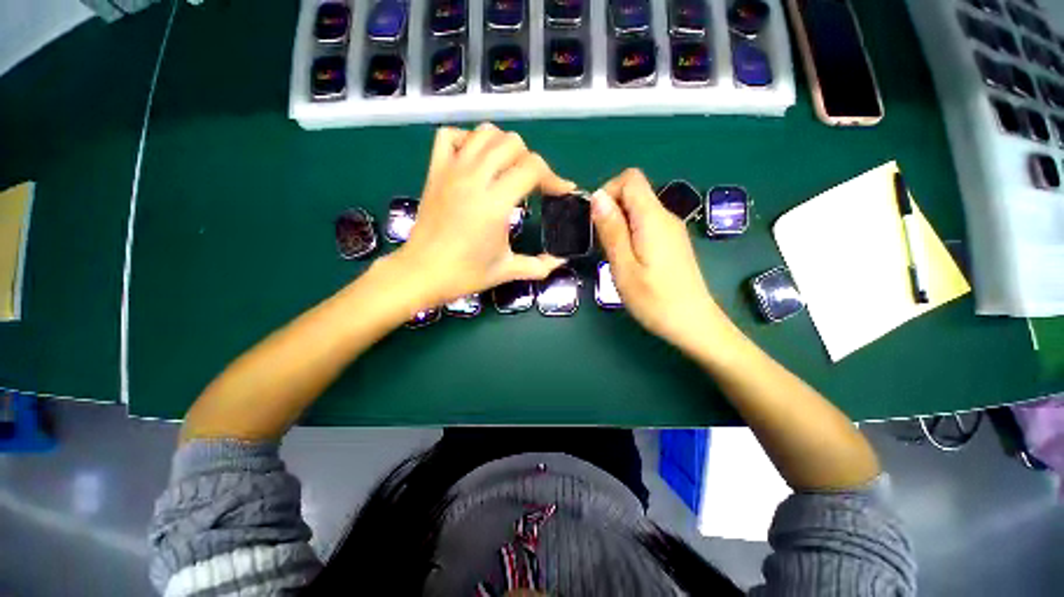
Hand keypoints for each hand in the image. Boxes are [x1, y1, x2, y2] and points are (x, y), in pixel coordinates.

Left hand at [389, 123, 575, 307]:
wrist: (422, 273)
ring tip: (507, 169)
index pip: (533, 168)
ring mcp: (452, 171)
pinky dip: (467, 140)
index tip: (560, 192)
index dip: (553, 178)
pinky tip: (475, 161)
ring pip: (484, 133)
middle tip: (532, 185)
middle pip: (512, 143)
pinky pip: (450, 136)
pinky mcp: (435, 171)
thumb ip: (538, 265)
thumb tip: (560, 262)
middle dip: (531, 161)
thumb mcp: (507, 271)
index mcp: (496, 203)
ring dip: (503, 146)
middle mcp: (475, 178)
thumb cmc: (465, 274)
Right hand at [592, 169, 735, 353]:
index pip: (630, 178)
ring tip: (612, 255)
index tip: (595, 220)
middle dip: (611, 210)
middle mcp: (665, 217)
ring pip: (638, 210)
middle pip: (634, 192)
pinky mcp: (672, 243)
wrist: (693, 324)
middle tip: (601, 243)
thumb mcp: (624, 267)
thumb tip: (597, 196)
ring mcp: (671, 230)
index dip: (608, 191)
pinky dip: (630, 233)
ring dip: (619, 224)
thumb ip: (612, 230)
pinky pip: (646, 225)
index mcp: (653, 218)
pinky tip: (627, 259)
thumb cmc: (655, 300)